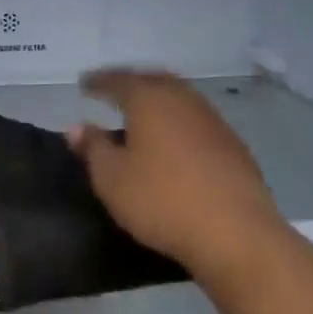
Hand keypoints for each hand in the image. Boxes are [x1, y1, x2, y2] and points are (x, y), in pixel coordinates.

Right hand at [68, 69, 286, 284]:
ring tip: (141, 114)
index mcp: (150, 99)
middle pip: (153, 81)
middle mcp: (183, 99)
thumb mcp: (111, 178)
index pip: (118, 80)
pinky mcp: (233, 145)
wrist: (236, 233)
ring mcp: (213, 120)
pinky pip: (196, 121)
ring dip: (158, 101)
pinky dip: (178, 122)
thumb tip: (76, 127)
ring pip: (179, 99)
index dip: (98, 82)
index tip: (84, 84)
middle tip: (113, 91)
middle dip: (131, 83)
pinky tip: (174, 141)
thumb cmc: (161, 200)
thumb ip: (93, 148)